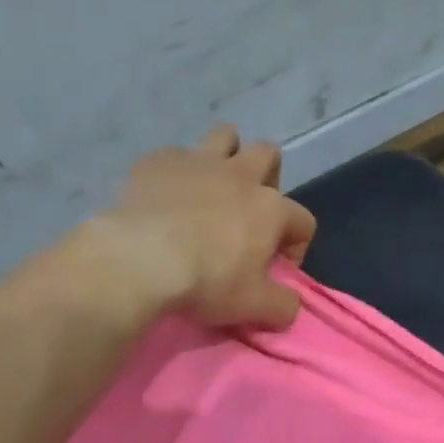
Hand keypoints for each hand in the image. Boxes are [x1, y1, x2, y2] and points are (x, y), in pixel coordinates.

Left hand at [92, 125, 316, 328]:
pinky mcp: (158, 160)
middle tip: (248, 211)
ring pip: (225, 136)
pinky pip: (174, 155)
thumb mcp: (252, 306)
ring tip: (211, 185)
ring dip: (225, 155)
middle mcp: (239, 175)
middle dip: (266, 177)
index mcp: (270, 209)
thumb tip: (291, 305)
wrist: (140, 259)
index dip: (296, 245)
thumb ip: (282, 305)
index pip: (303, 220)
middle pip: (268, 154)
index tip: (277, 268)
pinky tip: (164, 195)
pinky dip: (175, 172)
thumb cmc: (206, 282)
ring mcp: (198, 161)